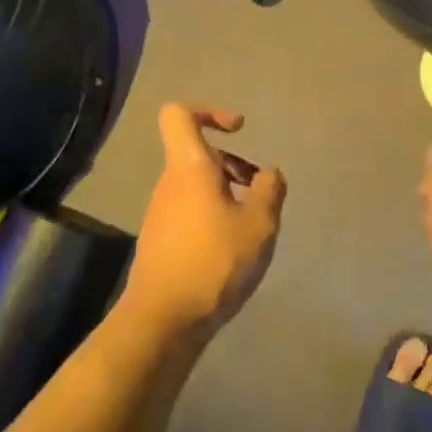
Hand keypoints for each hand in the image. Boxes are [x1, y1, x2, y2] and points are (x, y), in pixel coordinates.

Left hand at [123, 104, 285, 339]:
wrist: (165, 318)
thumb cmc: (215, 262)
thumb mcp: (259, 225)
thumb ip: (270, 191)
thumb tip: (270, 172)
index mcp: (189, 167)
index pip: (178, 114)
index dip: (209, 112)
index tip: (238, 131)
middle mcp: (169, 183)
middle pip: (196, 153)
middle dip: (232, 163)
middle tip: (260, 190)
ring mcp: (160, 212)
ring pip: (195, 185)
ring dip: (226, 193)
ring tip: (253, 225)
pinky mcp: (161, 239)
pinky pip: (190, 211)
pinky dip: (214, 216)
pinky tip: (233, 249)